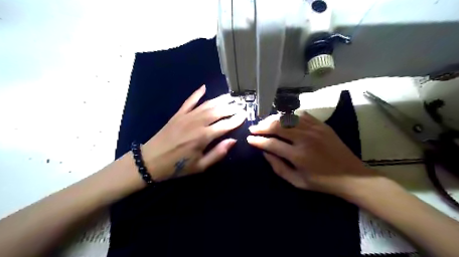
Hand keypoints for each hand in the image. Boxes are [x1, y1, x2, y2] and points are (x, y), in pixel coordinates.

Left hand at [141, 85, 245, 181]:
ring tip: (230, 97)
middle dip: (231, 107)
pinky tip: (204, 88)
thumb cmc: (177, 166)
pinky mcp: (178, 114)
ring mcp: (187, 117)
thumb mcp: (200, 166)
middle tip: (240, 104)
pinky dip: (197, 94)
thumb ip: (218, 153)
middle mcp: (197, 123)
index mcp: (203, 137)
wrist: (151, 161)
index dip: (236, 120)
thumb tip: (233, 141)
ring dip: (220, 100)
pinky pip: (189, 101)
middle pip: (218, 111)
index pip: (225, 125)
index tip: (245, 115)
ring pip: (207, 105)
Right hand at [247, 111, 376, 197]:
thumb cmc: (322, 182)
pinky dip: (290, 116)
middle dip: (262, 126)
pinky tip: (285, 120)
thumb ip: (278, 167)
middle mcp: (305, 139)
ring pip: (288, 118)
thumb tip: (265, 153)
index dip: (258, 141)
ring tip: (266, 123)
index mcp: (298, 155)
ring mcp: (314, 129)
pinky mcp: (322, 125)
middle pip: (277, 126)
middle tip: (254, 128)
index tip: (249, 139)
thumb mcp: (297, 181)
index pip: (271, 143)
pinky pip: (302, 115)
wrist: (351, 176)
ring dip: (274, 119)